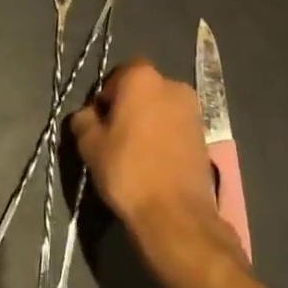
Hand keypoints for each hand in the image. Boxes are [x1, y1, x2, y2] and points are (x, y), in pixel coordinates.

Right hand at [70, 61, 237, 262]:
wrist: (176, 213)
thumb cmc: (128, 171)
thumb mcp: (90, 146)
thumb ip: (83, 120)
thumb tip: (87, 115)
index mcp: (142, 78)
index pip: (119, 74)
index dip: (106, 95)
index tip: (99, 121)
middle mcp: (172, 84)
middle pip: (143, 89)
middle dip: (129, 106)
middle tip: (115, 136)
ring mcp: (192, 109)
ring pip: (161, 108)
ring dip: (148, 121)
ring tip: (136, 152)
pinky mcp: (204, 134)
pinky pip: (176, 126)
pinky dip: (165, 136)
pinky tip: (155, 161)